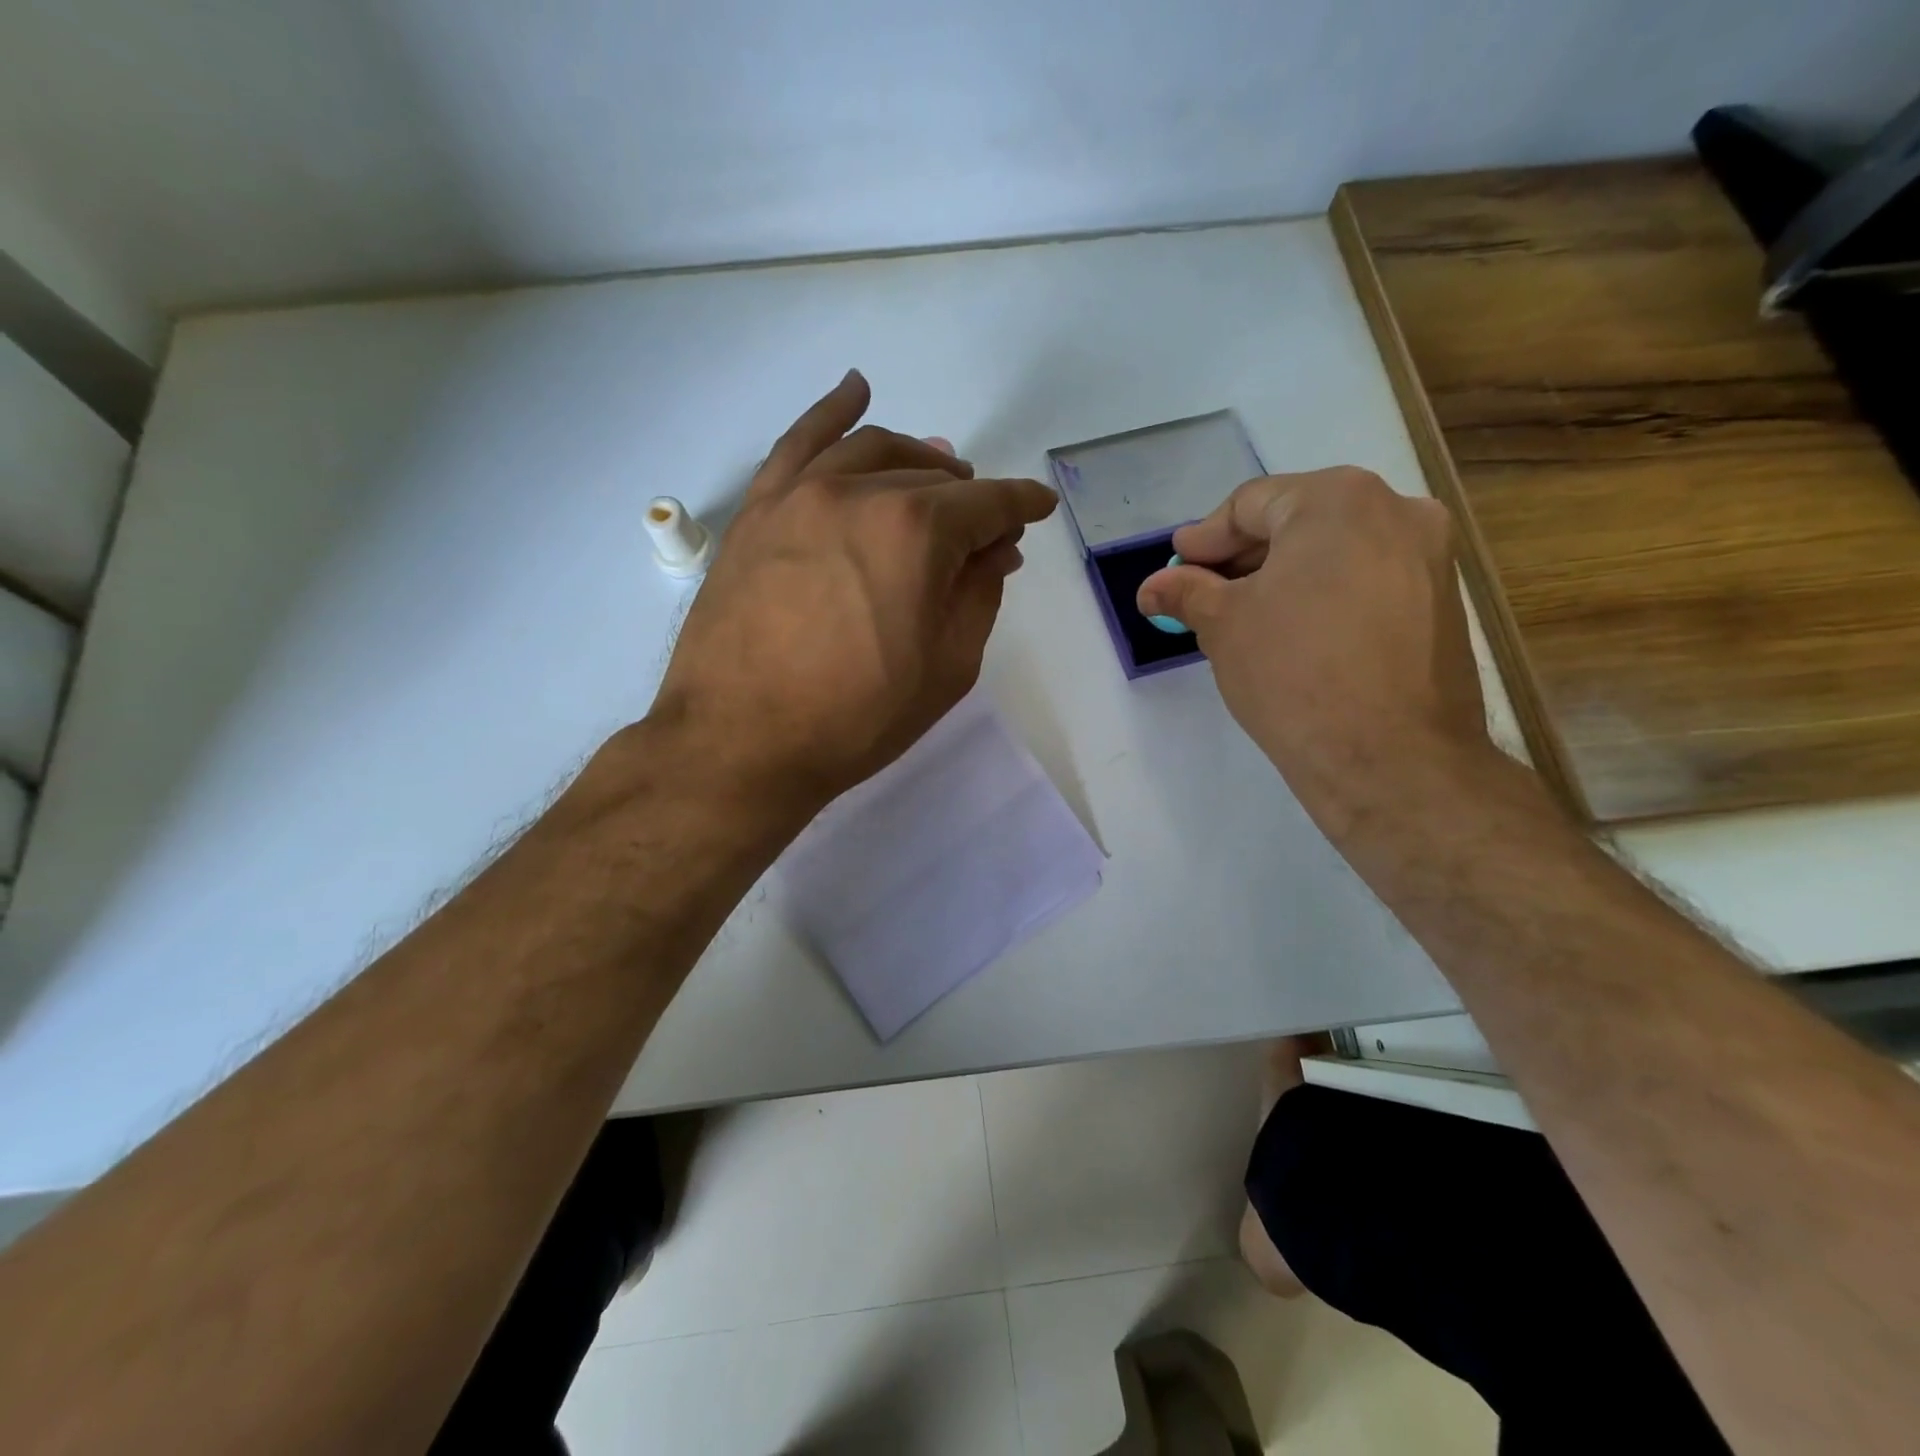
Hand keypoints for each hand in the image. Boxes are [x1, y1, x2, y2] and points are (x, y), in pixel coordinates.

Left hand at [650, 371, 1056, 814]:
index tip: (1038, 510)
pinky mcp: (758, 510)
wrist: (741, 742)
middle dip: (969, 499)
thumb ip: (980, 595)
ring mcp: (800, 494)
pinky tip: (855, 391)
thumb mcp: (947, 668)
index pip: (987, 503)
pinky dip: (831, 411)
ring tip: (936, 474)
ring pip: (872, 450)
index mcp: (917, 532)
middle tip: (983, 529)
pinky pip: (797, 442)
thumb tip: (995, 549)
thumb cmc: (857, 718)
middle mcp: (860, 492)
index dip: (1021, 506)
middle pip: (932, 477)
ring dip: (917, 458)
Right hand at [1136, 468, 1489, 837]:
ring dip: (1284, 577)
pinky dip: (1324, 595)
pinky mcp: (1442, 603)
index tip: (1176, 565)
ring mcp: (1430, 557)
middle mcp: (1396, 510)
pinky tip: (1295, 633)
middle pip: (1298, 521)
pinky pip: (1367, 581)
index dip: (1205, 538)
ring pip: (1336, 551)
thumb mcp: (1223, 626)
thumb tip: (1152, 587)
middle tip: (1203, 591)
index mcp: (1338, 500)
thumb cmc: (1293, 672)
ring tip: (1243, 616)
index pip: (1251, 504)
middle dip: (1244, 558)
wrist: (1389, 757)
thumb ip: (1186, 593)